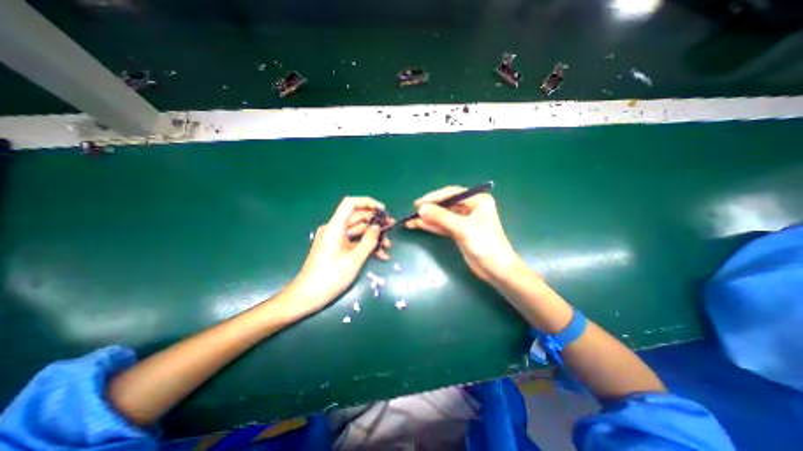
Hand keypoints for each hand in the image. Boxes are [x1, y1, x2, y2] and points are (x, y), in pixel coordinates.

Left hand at [289, 197, 391, 315]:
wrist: (307, 296)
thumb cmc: (330, 277)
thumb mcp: (354, 260)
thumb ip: (368, 241)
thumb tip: (378, 227)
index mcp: (335, 227)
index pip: (351, 204)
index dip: (368, 202)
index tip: (383, 210)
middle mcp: (335, 229)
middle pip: (357, 217)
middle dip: (375, 222)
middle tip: (391, 228)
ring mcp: (335, 238)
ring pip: (358, 230)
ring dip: (373, 236)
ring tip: (388, 246)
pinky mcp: (337, 248)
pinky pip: (354, 241)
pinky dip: (366, 245)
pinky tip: (380, 255)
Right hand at [409, 186, 521, 280]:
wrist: (496, 269)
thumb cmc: (484, 244)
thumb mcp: (462, 228)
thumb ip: (441, 217)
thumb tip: (421, 209)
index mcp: (477, 200)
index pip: (451, 193)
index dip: (433, 197)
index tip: (417, 204)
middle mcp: (471, 207)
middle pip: (446, 204)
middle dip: (429, 209)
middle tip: (412, 213)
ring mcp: (465, 220)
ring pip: (443, 216)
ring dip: (428, 219)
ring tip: (410, 221)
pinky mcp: (460, 231)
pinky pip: (444, 225)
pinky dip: (432, 226)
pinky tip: (419, 226)